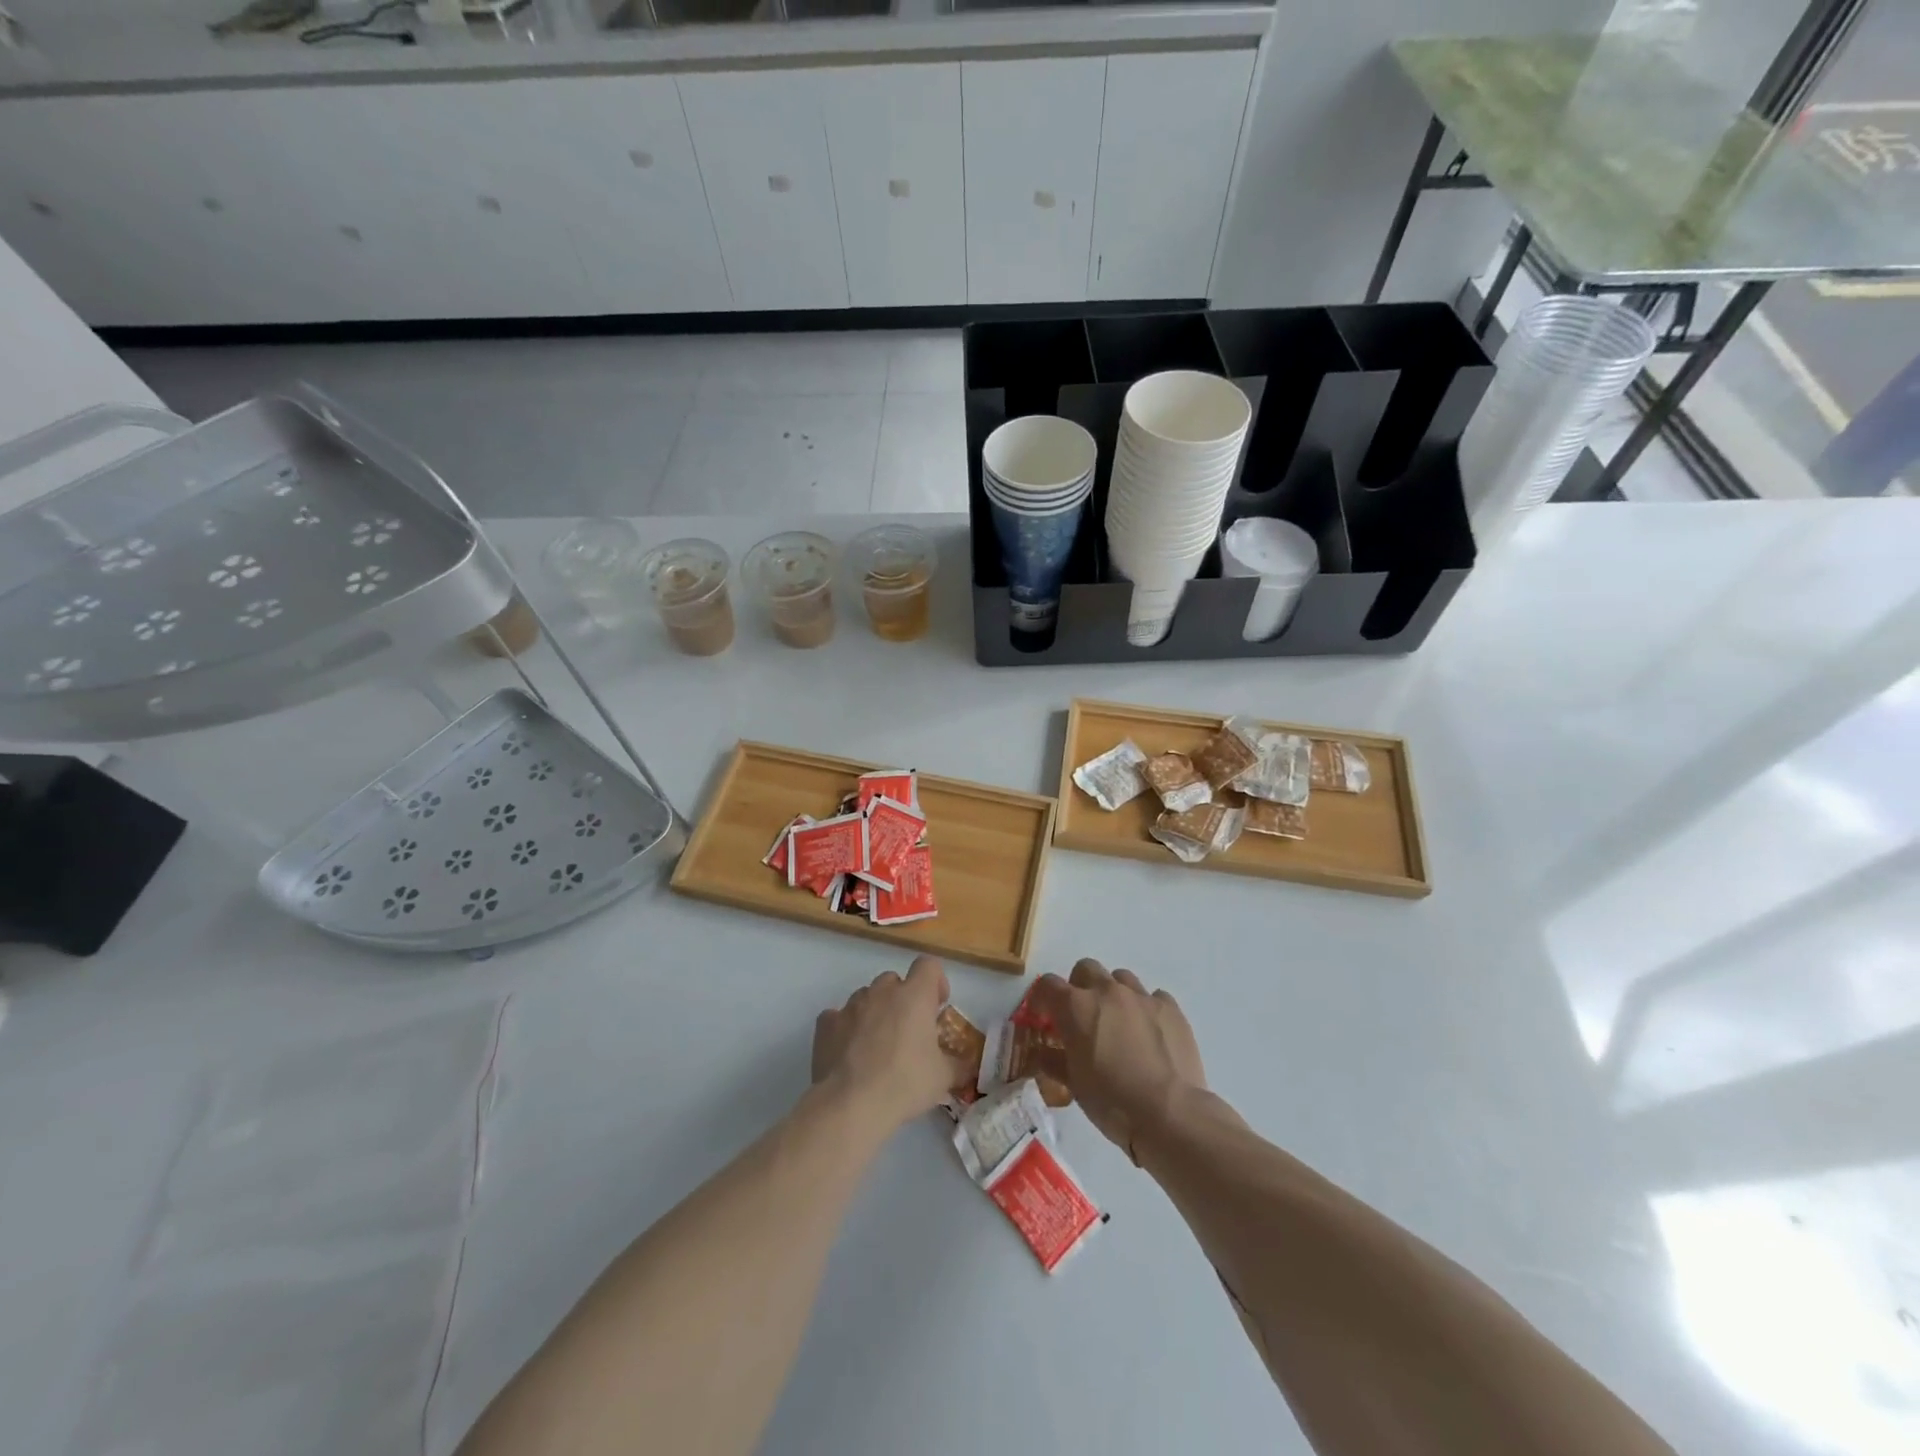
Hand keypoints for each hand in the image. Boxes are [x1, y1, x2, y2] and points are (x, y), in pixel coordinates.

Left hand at [812, 956, 960, 1131]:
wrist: (851, 1104)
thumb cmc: (905, 1083)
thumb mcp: (943, 1078)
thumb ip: (958, 1064)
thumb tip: (967, 1064)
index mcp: (914, 995)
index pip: (928, 965)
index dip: (935, 981)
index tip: (937, 1006)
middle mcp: (882, 991)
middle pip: (895, 980)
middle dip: (903, 999)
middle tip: (908, 1030)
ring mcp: (851, 1005)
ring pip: (866, 996)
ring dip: (875, 1011)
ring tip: (877, 1044)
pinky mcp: (826, 1023)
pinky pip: (838, 1016)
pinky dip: (845, 1027)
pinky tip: (849, 1051)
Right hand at [1029, 958, 1205, 1162]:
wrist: (1168, 1112)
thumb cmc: (1111, 1101)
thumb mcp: (1073, 1084)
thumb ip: (1054, 1060)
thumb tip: (1044, 1053)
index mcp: (1076, 1006)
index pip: (1048, 985)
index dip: (1042, 999)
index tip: (1043, 1016)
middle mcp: (1107, 991)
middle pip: (1086, 969)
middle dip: (1080, 987)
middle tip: (1083, 1016)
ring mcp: (1141, 996)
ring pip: (1121, 978)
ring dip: (1114, 994)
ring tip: (1119, 1023)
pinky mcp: (1170, 1008)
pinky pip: (1153, 997)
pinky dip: (1146, 1009)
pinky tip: (1150, 1033)